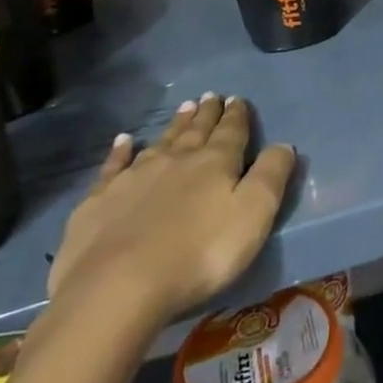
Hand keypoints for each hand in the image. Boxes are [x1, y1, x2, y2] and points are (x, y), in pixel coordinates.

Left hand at [48, 94, 295, 333]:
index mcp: (216, 163)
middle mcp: (176, 160)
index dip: (237, 115)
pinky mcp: (100, 201)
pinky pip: (114, 166)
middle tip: (210, 95)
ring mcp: (135, 178)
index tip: (238, 99)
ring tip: (184, 107)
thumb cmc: (200, 253)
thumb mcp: (254, 214)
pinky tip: (123, 141)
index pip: (231, 131)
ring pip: (161, 142)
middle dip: (207, 114)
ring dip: (175, 125)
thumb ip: (271, 176)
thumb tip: (283, 145)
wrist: (118, 286)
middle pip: (196, 131)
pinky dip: (120, 151)